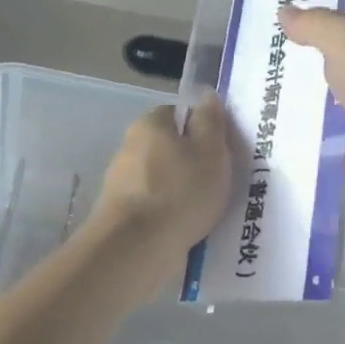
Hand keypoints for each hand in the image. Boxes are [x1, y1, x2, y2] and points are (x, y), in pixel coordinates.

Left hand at [88, 97, 231, 277]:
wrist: (136, 248)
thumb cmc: (180, 192)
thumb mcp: (210, 151)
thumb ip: (211, 122)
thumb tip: (207, 95)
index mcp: (149, 125)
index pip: (179, 114)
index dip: (203, 129)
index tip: (222, 151)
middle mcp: (130, 148)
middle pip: (170, 148)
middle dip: (193, 164)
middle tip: (221, 183)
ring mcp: (122, 184)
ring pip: (163, 181)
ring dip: (183, 193)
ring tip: (210, 213)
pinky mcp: (122, 216)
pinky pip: (156, 208)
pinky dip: (171, 216)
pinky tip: (189, 231)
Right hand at [280, 5, 344, 201]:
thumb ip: (315, 25)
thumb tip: (284, 11)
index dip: (328, 22)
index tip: (290, 30)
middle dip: (310, 71)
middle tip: (265, 75)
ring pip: (341, 110)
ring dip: (311, 115)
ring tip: (265, 113)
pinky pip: (343, 149)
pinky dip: (321, 150)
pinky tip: (287, 148)